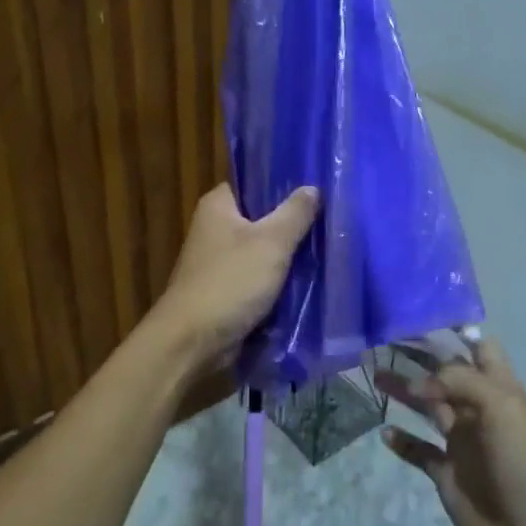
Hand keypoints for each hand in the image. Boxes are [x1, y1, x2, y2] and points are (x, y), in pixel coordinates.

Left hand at [156, 184, 319, 369]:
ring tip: (328, 248)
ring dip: (289, 256)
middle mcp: (215, 229)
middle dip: (293, 223)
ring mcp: (220, 262)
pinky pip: (260, 279)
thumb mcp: (271, 242)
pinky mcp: (227, 291)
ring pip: (264, 251)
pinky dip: (279, 281)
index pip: (254, 182)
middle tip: (331, 220)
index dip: (284, 183)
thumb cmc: (230, 282)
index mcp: (218, 206)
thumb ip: (294, 213)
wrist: (193, 343)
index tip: (317, 186)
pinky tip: (310, 280)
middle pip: (262, 218)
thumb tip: (312, 188)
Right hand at [379, 339, 525, 525]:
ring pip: (427, 408)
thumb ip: (458, 381)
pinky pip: (419, 451)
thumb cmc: (524, 460)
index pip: (479, 349)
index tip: (422, 316)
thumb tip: (416, 385)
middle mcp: (478, 410)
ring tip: (376, 376)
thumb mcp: (500, 404)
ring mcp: (462, 443)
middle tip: (382, 344)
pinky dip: (402, 441)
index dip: (456, 332)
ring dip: (404, 392)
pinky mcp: (447, 474)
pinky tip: (385, 432)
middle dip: (418, 358)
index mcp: (498, 389)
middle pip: (445, 375)